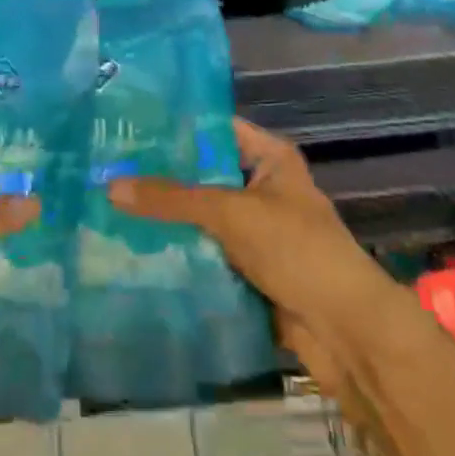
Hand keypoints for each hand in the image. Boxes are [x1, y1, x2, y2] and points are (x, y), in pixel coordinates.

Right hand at [109, 118, 373, 390]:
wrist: (345, 331)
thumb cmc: (296, 250)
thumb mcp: (230, 213)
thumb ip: (171, 199)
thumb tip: (111, 185)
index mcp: (270, 158)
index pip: (216, 128)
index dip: (176, 126)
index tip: (129, 124)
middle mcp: (262, 188)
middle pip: (204, 174)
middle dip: (162, 176)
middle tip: (108, 166)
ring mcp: (256, 230)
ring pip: (201, 216)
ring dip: (167, 218)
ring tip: (110, 204)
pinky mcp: (249, 268)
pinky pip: (206, 252)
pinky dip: (179, 252)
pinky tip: (135, 247)